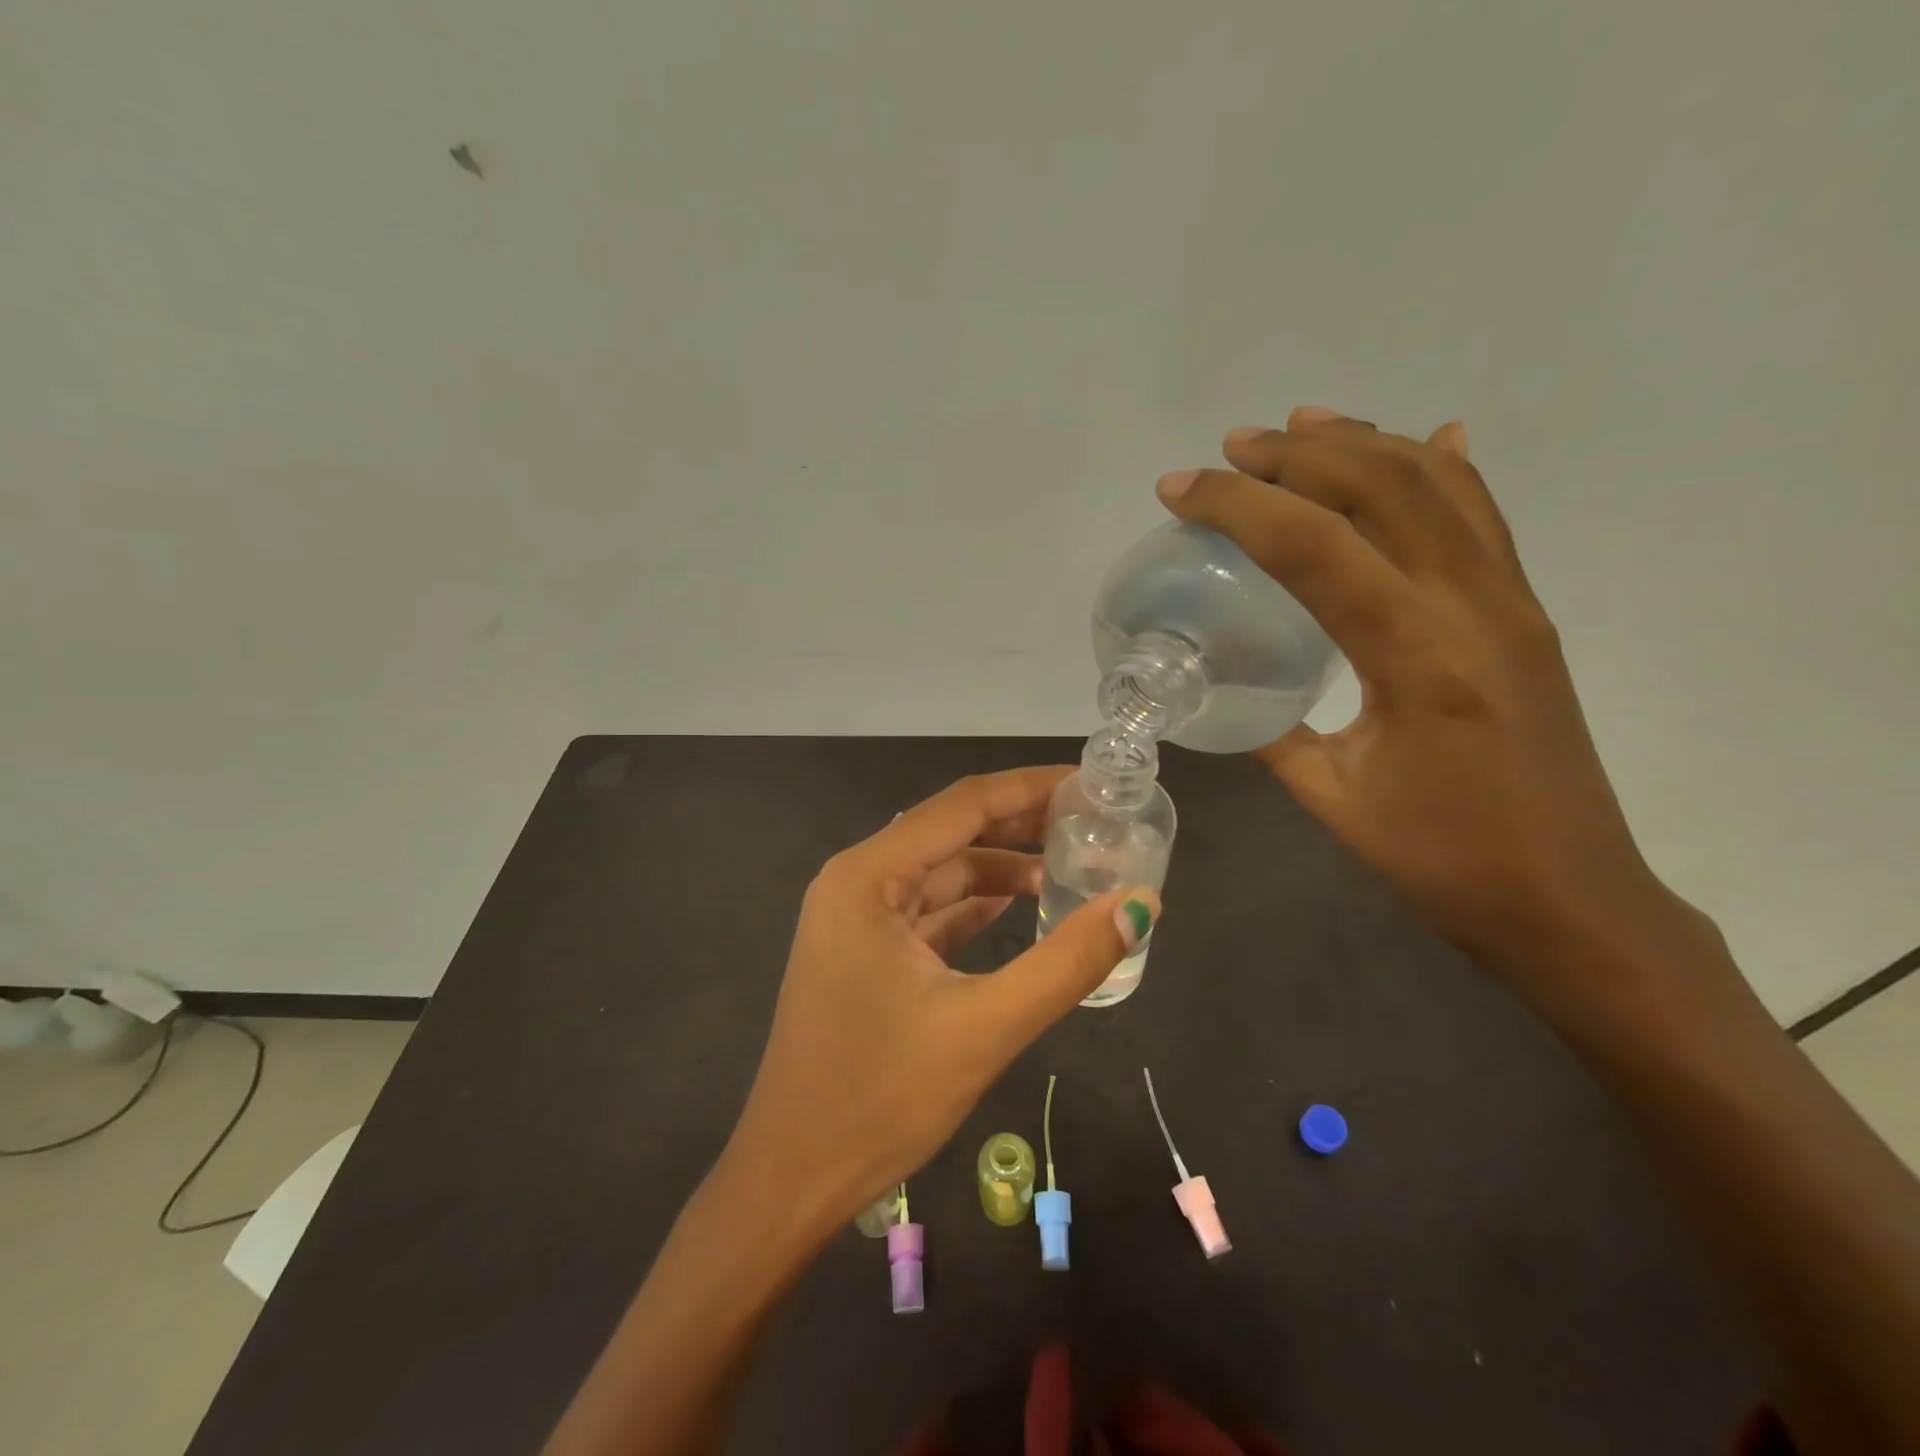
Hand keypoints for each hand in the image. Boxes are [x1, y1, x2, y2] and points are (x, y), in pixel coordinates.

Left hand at [720, 766, 1157, 1237]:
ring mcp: (856, 918)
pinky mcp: (864, 952)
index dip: (1028, 788)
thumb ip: (1067, 962)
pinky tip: (1024, 907)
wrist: (792, 1179)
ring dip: (1001, 867)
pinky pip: (930, 910)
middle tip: (1092, 821)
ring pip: (941, 872)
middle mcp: (857, 881)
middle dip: (1020, 823)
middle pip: (951, 832)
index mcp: (869, 877)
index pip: (962, 805)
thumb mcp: (985, 1028)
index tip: (1089, 783)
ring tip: (1073, 866)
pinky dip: (976, 905)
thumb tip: (1141, 904)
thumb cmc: (879, 1099)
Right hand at [1157, 408, 1699, 997]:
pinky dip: (1443, 469)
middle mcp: (1473, 607)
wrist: (1572, 900)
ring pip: (1440, 486)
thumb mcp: (1331, 798)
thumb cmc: (1443, 861)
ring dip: (1365, 442)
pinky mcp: (1525, 614)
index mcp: (1416, 656)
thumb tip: (1225, 686)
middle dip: (1297, 454)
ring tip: (1302, 425)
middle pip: (1382, 488)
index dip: (1236, 505)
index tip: (1178, 489)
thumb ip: (1272, 731)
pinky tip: (1425, 439)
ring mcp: (1511, 603)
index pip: (1312, 547)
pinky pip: (1483, 517)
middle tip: (1232, 448)